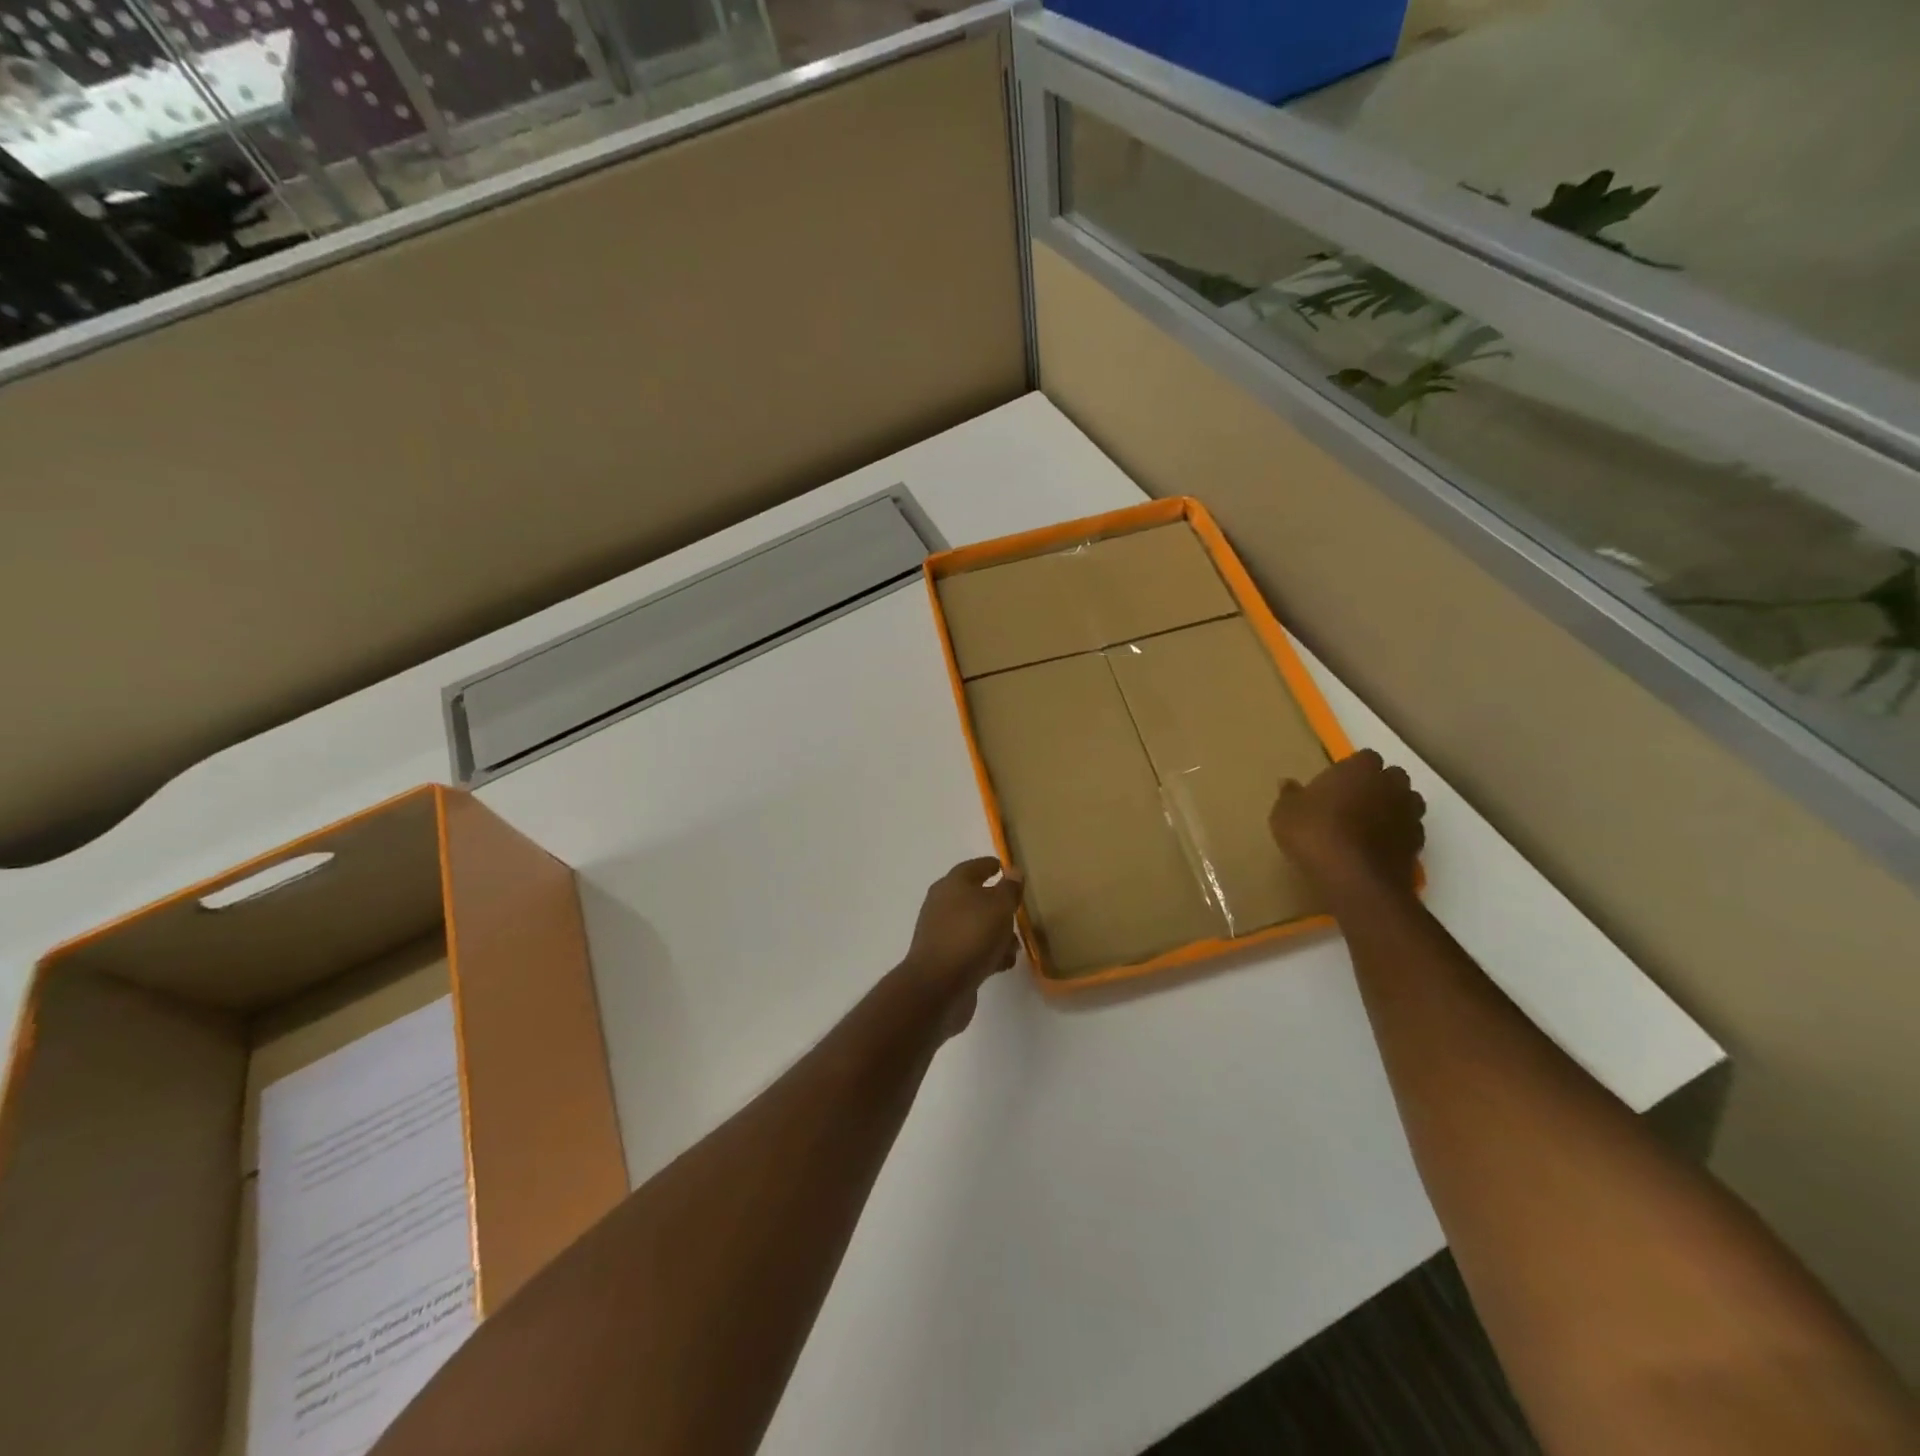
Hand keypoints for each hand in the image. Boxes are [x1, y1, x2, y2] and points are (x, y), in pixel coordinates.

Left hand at [900, 857, 1024, 1027]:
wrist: (938, 987)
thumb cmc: (971, 936)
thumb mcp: (999, 907)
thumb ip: (1009, 889)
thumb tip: (1013, 871)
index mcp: (952, 885)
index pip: (973, 867)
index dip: (990, 866)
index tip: (1005, 867)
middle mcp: (943, 906)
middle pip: (973, 898)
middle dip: (996, 904)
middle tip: (1017, 909)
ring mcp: (942, 934)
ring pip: (974, 926)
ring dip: (995, 933)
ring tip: (1016, 944)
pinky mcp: (945, 961)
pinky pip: (972, 950)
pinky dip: (988, 954)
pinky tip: (1003, 964)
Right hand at [1270, 750, 1424, 907]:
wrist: (1355, 879)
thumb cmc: (1315, 834)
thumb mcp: (1285, 813)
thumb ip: (1290, 796)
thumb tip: (1288, 783)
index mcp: (1360, 769)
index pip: (1365, 757)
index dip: (1352, 769)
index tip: (1335, 784)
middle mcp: (1391, 786)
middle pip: (1392, 776)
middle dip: (1378, 785)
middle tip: (1353, 802)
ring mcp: (1409, 815)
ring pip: (1407, 803)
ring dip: (1393, 809)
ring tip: (1367, 826)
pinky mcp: (1417, 845)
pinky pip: (1408, 832)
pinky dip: (1397, 836)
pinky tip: (1377, 849)